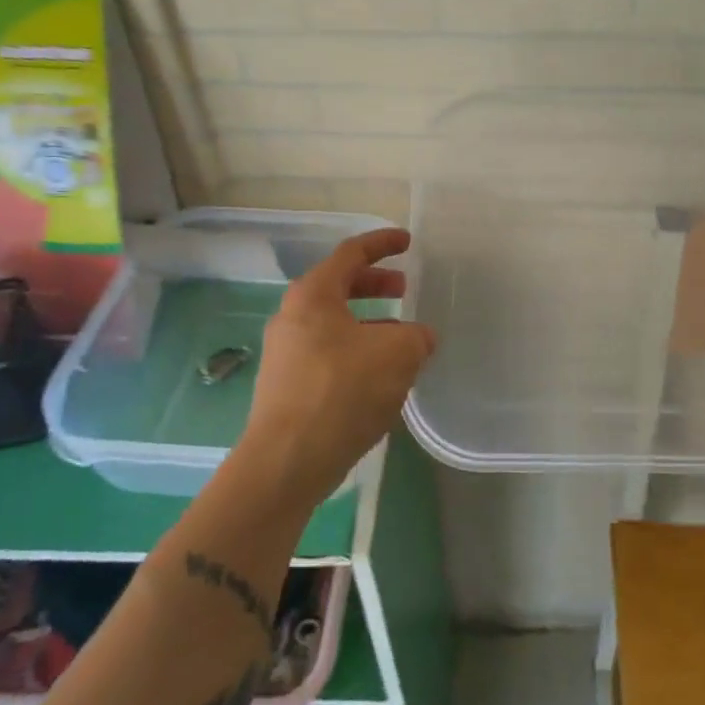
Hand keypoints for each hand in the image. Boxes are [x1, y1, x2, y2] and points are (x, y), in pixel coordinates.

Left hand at [239, 229, 436, 508]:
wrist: (286, 462)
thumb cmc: (342, 392)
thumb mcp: (397, 355)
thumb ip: (416, 337)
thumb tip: (419, 337)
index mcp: (314, 295)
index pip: (351, 253)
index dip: (382, 244)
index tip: (407, 242)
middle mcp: (292, 317)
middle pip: (339, 286)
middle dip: (375, 284)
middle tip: (404, 289)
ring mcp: (285, 353)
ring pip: (334, 323)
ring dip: (368, 323)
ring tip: (399, 339)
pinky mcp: (286, 386)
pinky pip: (327, 353)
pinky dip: (355, 351)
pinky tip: (378, 376)